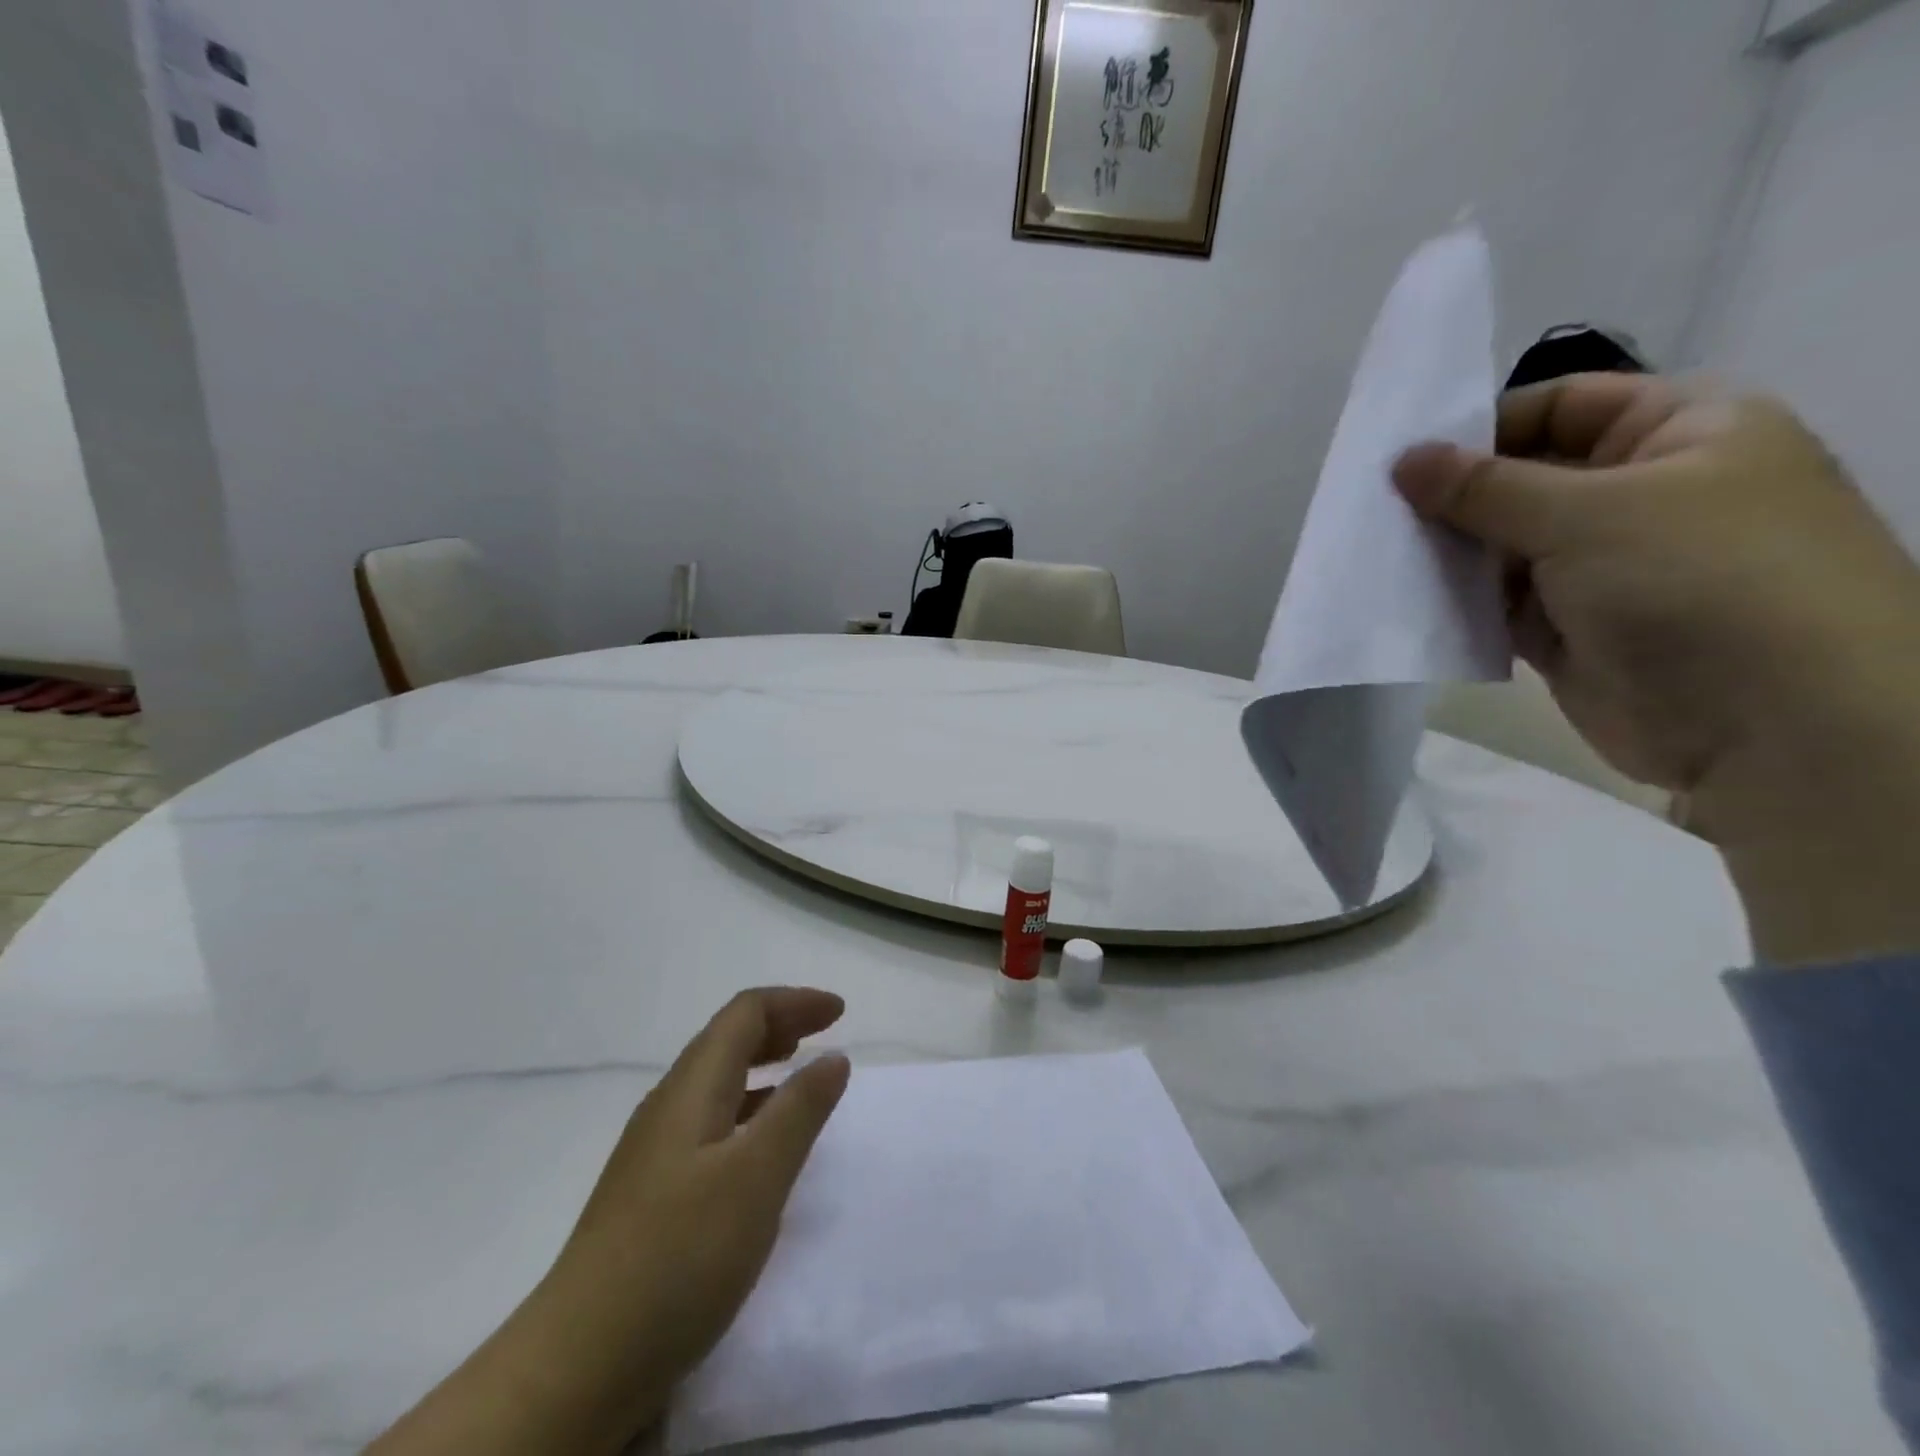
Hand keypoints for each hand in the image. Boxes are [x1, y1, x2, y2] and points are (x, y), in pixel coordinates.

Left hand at [368, 989, 849, 1455]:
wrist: (577, 1367)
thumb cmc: (678, 1256)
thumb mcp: (756, 1177)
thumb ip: (800, 1111)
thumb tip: (833, 1057)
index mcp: (691, 1089)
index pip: (744, 1014)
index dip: (794, 1002)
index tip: (841, 1013)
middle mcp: (668, 1106)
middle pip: (727, 1040)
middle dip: (780, 1025)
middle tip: (825, 1033)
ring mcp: (654, 1152)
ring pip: (716, 1081)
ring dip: (762, 1064)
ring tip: (799, 1074)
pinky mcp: (652, 1193)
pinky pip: (710, 1121)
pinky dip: (747, 1108)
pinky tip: (760, 1145)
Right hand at [1395, 374, 1919, 963]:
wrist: (1770, 722)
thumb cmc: (1695, 580)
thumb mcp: (1584, 513)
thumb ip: (1483, 487)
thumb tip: (1403, 460)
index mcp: (1678, 431)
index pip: (1560, 406)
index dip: (1482, 428)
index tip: (1405, 462)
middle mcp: (1640, 492)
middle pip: (1523, 479)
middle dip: (1453, 497)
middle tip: (1375, 513)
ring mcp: (1603, 566)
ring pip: (1504, 545)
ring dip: (1449, 553)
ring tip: (1380, 557)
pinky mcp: (1571, 627)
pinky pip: (1500, 602)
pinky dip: (1459, 601)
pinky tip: (1406, 600)